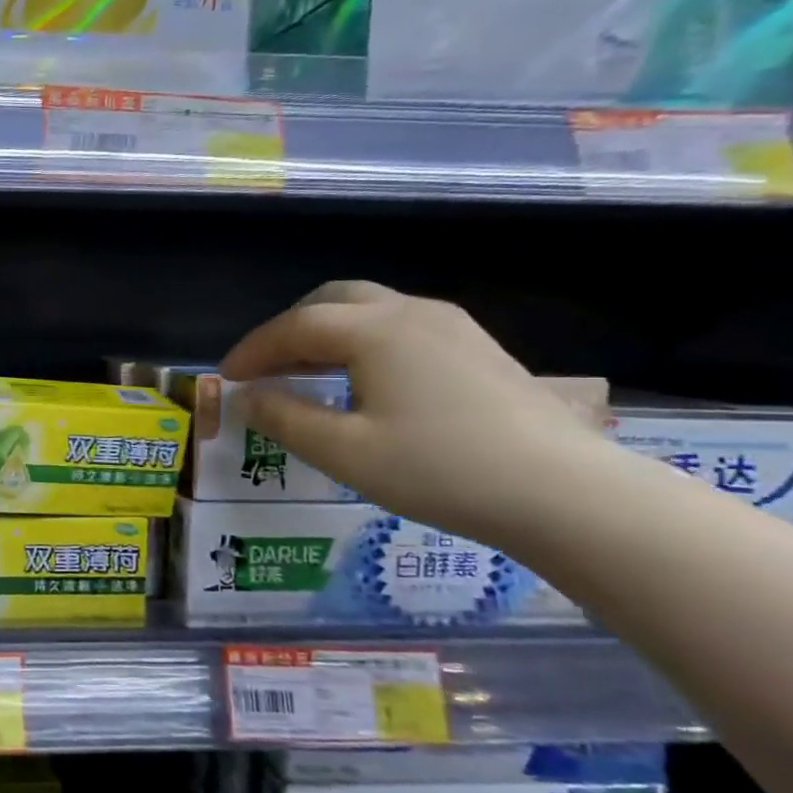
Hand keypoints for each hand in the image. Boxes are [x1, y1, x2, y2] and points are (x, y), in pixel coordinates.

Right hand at [221, 281, 608, 544]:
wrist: (565, 492)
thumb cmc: (441, 470)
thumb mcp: (345, 453)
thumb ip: (285, 419)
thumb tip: (246, 397)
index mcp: (375, 331)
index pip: (294, 326)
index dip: (253, 350)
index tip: (226, 378)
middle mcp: (411, 313)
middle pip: (332, 300)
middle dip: (288, 329)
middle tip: (265, 368)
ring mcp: (451, 326)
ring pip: (369, 310)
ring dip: (326, 333)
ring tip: (306, 373)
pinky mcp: (476, 348)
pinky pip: (399, 327)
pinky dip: (362, 341)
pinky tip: (362, 381)